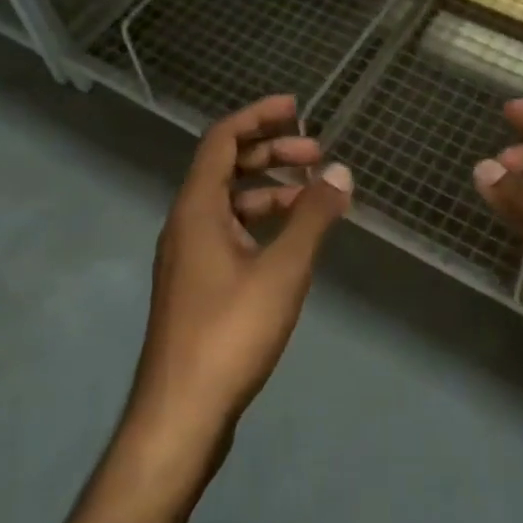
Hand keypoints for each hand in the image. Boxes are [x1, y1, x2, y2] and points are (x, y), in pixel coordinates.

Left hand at [129, 94, 352, 464]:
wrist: (181, 413)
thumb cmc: (230, 332)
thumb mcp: (282, 270)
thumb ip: (313, 218)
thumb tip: (341, 172)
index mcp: (196, 208)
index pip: (222, 139)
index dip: (258, 117)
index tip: (297, 109)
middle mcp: (186, 223)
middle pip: (226, 167)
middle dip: (271, 153)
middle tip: (317, 154)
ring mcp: (189, 256)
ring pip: (230, 204)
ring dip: (270, 190)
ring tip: (315, 196)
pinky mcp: (197, 285)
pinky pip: (230, 233)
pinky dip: (262, 223)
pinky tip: (293, 240)